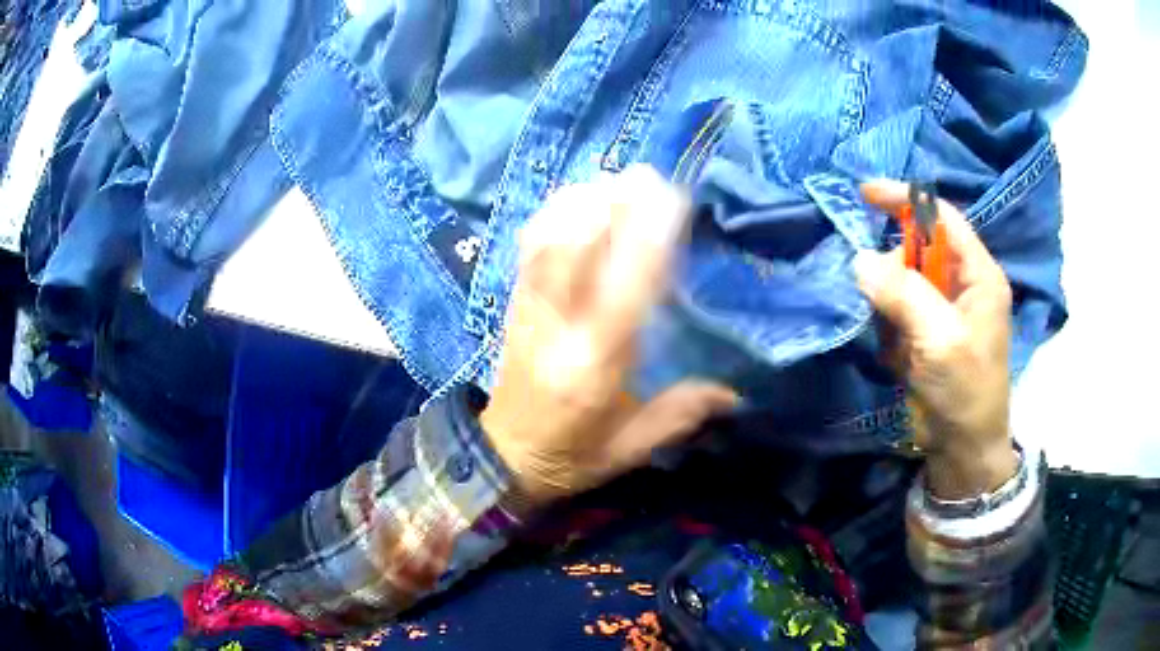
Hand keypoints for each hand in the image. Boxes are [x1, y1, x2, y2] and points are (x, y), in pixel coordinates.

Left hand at [481, 166, 736, 504]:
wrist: (502, 458)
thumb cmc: (572, 456)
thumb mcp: (631, 448)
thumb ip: (681, 414)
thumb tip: (735, 393)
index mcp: (594, 366)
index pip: (624, 289)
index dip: (646, 238)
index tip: (671, 200)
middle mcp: (557, 328)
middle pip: (576, 249)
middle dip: (611, 204)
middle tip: (646, 175)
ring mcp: (528, 311)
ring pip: (548, 240)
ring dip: (581, 202)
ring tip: (614, 180)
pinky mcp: (512, 304)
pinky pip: (528, 249)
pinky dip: (552, 215)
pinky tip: (576, 200)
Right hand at [855, 180, 1017, 499]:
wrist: (963, 449)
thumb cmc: (965, 391)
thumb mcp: (939, 340)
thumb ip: (903, 293)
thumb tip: (859, 258)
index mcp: (978, 275)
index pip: (941, 218)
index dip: (906, 200)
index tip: (864, 194)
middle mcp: (962, 285)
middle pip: (917, 251)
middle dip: (895, 272)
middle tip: (882, 304)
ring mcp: (943, 311)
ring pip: (901, 283)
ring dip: (889, 309)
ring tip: (898, 345)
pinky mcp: (927, 334)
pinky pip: (896, 313)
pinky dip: (889, 331)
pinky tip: (899, 358)